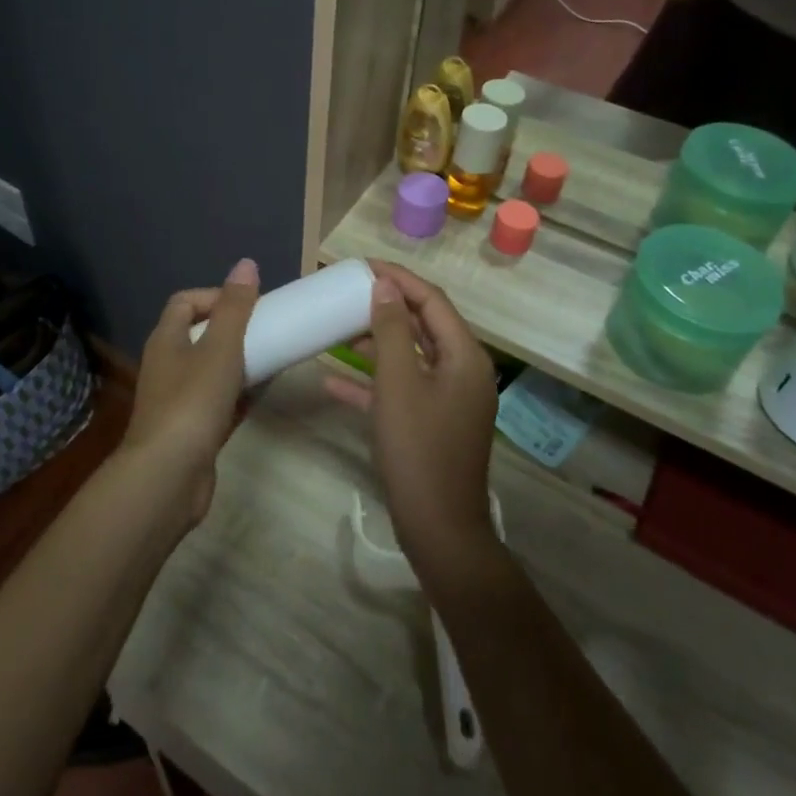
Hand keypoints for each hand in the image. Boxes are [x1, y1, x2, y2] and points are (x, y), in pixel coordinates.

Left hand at [123, 258, 260, 525]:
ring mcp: (178, 399)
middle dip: (234, 329)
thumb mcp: (220, 348)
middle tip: (267, 331)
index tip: (250, 305)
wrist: (169, 476)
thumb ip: (235, 307)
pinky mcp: (193, 429)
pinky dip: (241, 393)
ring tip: (273, 357)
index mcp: (166, 339)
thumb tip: (246, 264)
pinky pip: (220, 401)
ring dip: (240, 361)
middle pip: (200, 334)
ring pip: (212, 369)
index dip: (216, 295)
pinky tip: (266, 392)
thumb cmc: (193, 402)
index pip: (185, 301)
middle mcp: (167, 365)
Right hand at [324, 264, 500, 584]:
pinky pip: (401, 389)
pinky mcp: (431, 423)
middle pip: (421, 325)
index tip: (362, 265)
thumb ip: (390, 331)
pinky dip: (371, 380)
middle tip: (347, 291)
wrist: (439, 529)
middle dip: (384, 306)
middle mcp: (461, 371)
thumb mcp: (398, 384)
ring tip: (337, 325)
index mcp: (463, 356)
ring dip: (375, 341)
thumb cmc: (418, 449)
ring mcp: (447, 399)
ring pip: (408, 357)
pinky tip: (331, 379)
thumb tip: (386, 287)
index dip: (398, 278)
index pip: (431, 301)